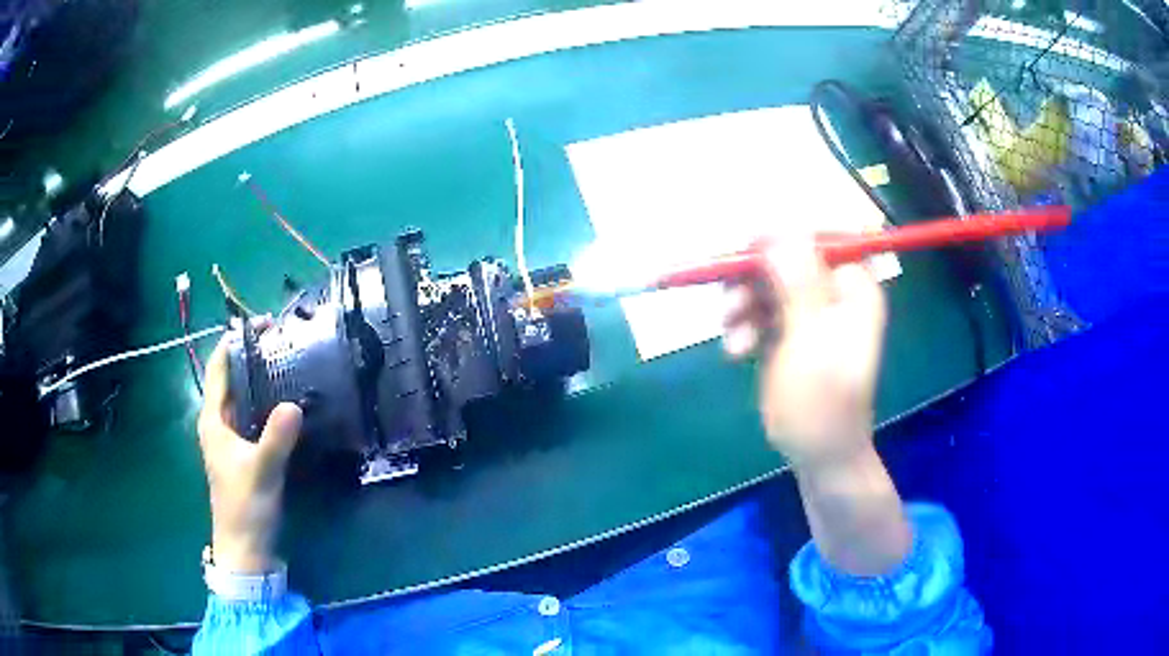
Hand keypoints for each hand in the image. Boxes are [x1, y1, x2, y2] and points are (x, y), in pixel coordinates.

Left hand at [198, 335, 302, 573]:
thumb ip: (276, 438)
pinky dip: (268, 404)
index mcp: (213, 420)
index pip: (220, 368)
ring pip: (245, 398)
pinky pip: (255, 417)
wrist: (245, 547)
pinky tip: (288, 403)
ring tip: (290, 364)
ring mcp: (232, 439)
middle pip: (233, 379)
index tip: (263, 324)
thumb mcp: (261, 471)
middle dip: (254, 357)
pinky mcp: (245, 453)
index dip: (237, 342)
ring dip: (262, 380)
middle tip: (284, 341)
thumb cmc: (245, 506)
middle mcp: (219, 423)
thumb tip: (293, 404)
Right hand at [724, 236, 908, 575]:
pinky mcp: (787, 331)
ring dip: (742, 305)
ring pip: (764, 282)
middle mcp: (832, 291)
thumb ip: (798, 282)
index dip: (783, 238)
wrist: (817, 453)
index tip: (748, 252)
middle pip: (785, 257)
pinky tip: (736, 350)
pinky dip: (742, 325)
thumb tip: (781, 227)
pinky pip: (757, 310)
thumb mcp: (811, 340)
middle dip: (753, 278)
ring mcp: (808, 311)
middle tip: (729, 299)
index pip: (820, 237)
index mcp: (853, 287)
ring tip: (734, 337)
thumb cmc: (822, 401)